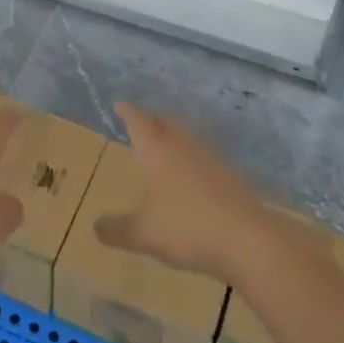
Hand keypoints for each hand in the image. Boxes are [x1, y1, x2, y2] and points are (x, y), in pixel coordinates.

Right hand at [93, 104, 271, 283]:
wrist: (247, 239)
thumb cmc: (186, 227)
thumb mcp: (142, 234)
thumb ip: (117, 230)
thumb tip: (96, 227)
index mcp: (155, 150)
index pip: (138, 120)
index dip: (127, 111)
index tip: (119, 104)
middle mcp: (181, 145)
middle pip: (164, 122)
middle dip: (150, 119)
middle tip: (140, 121)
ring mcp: (209, 157)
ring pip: (186, 136)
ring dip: (173, 135)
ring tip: (163, 144)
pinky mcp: (229, 174)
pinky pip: (203, 155)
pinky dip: (191, 157)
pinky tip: (191, 173)